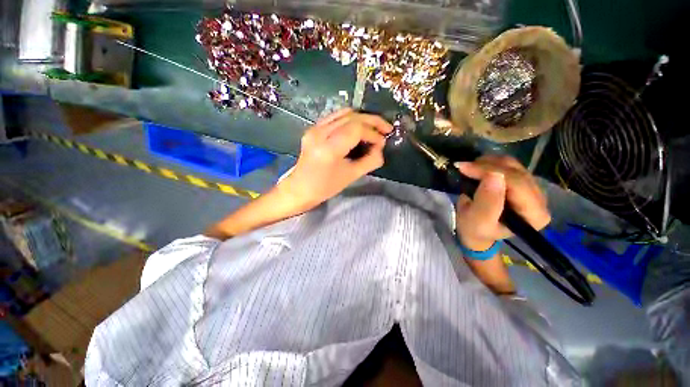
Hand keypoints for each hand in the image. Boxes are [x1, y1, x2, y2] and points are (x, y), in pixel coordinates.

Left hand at [278, 108, 392, 211]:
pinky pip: (335, 117)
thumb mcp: (351, 176)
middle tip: (386, 128)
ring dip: (362, 118)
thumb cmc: (325, 187)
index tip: (382, 142)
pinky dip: (351, 119)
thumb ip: (370, 160)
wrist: (300, 188)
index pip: (357, 129)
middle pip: (351, 116)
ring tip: (375, 127)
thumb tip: (380, 147)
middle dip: (372, 121)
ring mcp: (314, 128)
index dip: (373, 133)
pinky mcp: (313, 128)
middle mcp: (320, 133)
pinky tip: (359, 127)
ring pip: (344, 113)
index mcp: (329, 148)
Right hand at [454, 155, 550, 251]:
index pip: (517, 183)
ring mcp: (532, 189)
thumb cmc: (475, 230)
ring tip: (469, 169)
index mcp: (534, 214)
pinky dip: (491, 163)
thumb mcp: (477, 221)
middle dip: (487, 166)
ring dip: (488, 163)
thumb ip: (487, 202)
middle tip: (463, 167)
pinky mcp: (521, 183)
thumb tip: (494, 176)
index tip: (464, 168)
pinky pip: (509, 165)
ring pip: (513, 165)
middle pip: (517, 172)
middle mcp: (540, 200)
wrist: (476, 232)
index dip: (490, 171)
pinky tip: (478, 169)